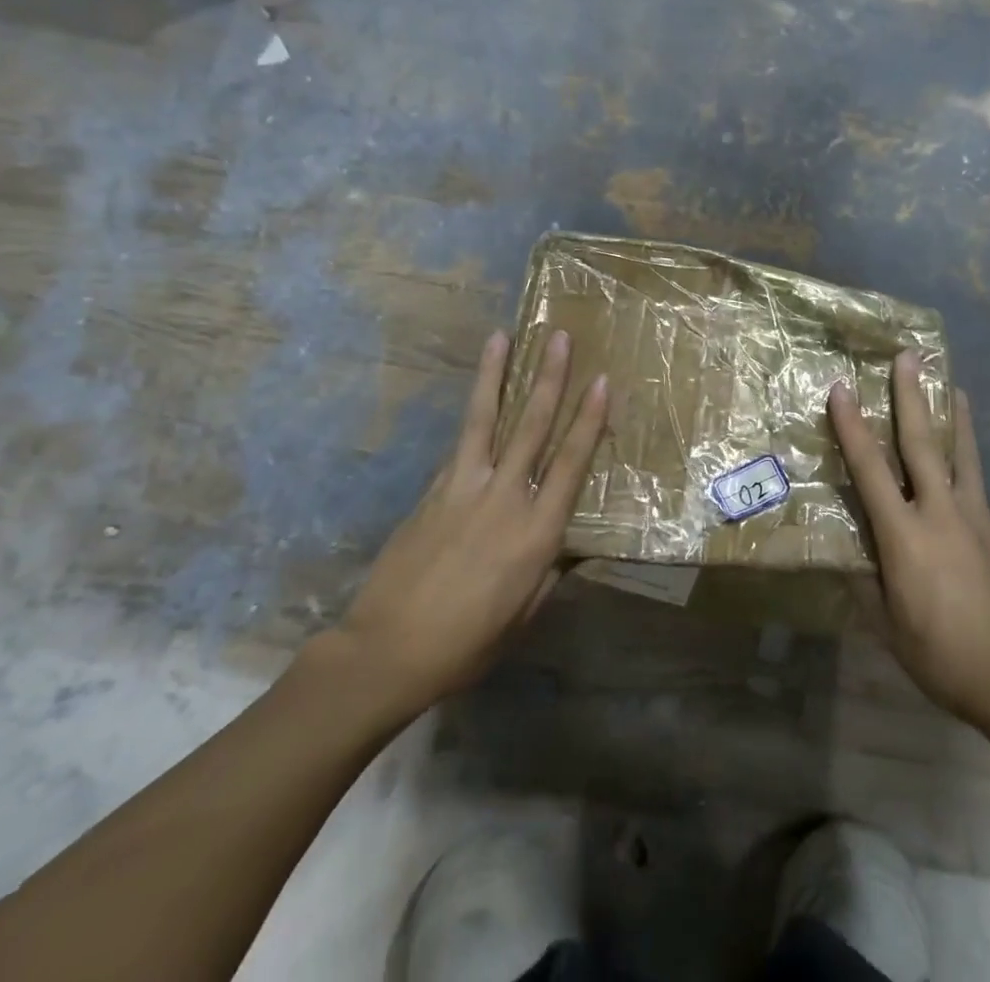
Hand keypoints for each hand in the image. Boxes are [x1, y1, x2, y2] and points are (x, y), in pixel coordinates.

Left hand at [324, 328, 606, 718]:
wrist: (387, 651)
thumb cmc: (468, 642)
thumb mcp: (525, 614)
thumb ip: (551, 571)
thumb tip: (572, 544)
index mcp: (537, 531)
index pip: (571, 462)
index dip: (589, 419)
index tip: (601, 381)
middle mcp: (506, 497)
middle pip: (532, 426)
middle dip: (550, 378)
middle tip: (559, 337)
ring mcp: (464, 488)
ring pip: (486, 419)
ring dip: (497, 375)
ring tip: (503, 337)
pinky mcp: (433, 490)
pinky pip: (459, 445)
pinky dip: (471, 416)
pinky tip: (478, 395)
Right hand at [829, 352, 989, 730]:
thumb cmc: (942, 656)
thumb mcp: (888, 627)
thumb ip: (865, 582)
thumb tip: (846, 552)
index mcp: (905, 537)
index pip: (871, 471)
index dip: (853, 427)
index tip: (841, 389)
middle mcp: (940, 513)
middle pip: (922, 443)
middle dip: (911, 396)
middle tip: (908, 355)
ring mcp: (973, 516)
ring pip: (959, 451)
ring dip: (950, 412)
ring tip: (950, 379)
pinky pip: (975, 475)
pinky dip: (967, 447)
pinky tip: (964, 442)